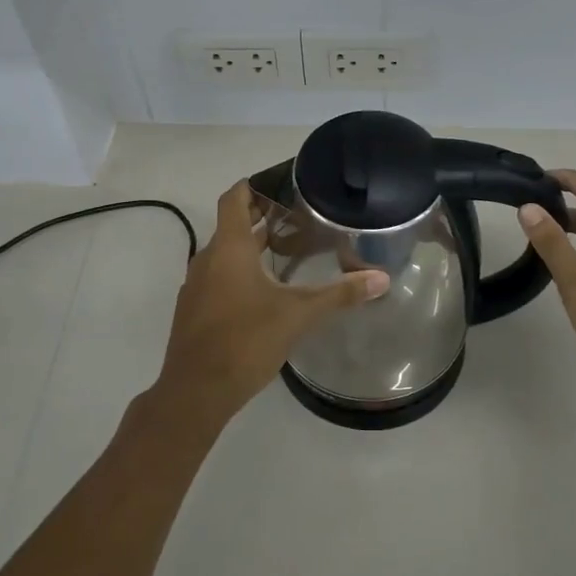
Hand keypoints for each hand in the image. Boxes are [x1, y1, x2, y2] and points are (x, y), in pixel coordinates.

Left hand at [149, 179, 389, 429]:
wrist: (195, 392)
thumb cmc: (245, 341)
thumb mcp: (298, 315)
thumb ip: (339, 294)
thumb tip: (381, 279)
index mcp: (228, 249)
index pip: (233, 198)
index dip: (253, 185)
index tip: (279, 183)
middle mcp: (207, 259)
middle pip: (230, 225)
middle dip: (259, 216)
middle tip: (296, 215)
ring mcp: (196, 286)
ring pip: (223, 253)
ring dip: (249, 246)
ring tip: (286, 249)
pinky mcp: (193, 310)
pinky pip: (217, 277)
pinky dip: (238, 272)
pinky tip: (264, 290)